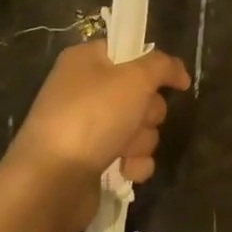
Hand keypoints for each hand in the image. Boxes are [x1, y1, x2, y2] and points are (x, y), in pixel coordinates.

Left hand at [5, 41, 190, 229]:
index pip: (129, 51)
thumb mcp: (134, 78)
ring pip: (139, 127)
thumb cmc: (92, 117)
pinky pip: (129, 155)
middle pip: (140, 93)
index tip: (172, 81)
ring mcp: (88, 127)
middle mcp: (85, 90)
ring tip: (124, 152)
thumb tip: (179, 72)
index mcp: (86, 61)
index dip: (152, 66)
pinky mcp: (93, 160)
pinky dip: (133, 163)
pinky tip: (125, 171)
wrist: (52, 180)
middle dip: (147, 112)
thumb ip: (162, 66)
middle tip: (137, 119)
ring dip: (140, 141)